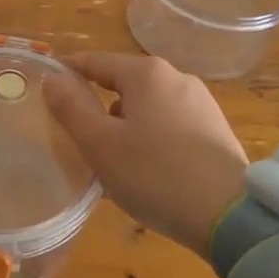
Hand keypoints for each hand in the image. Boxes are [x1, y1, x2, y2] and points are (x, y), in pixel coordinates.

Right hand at [41, 51, 247, 257]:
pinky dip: (152, 138)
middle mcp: (177, 77)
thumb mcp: (100, 145)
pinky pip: (171, 124)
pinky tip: (149, 171)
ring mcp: (201, 103)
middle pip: (124, 83)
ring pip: (148, 106)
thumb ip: (71, 109)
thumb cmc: (155, 175)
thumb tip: (52, 79)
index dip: (69, 74)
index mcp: (147, 73)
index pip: (95, 62)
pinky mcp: (216, 129)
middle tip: (80, 139)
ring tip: (115, 163)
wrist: (230, 215)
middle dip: (100, 106)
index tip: (48, 91)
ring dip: (127, 125)